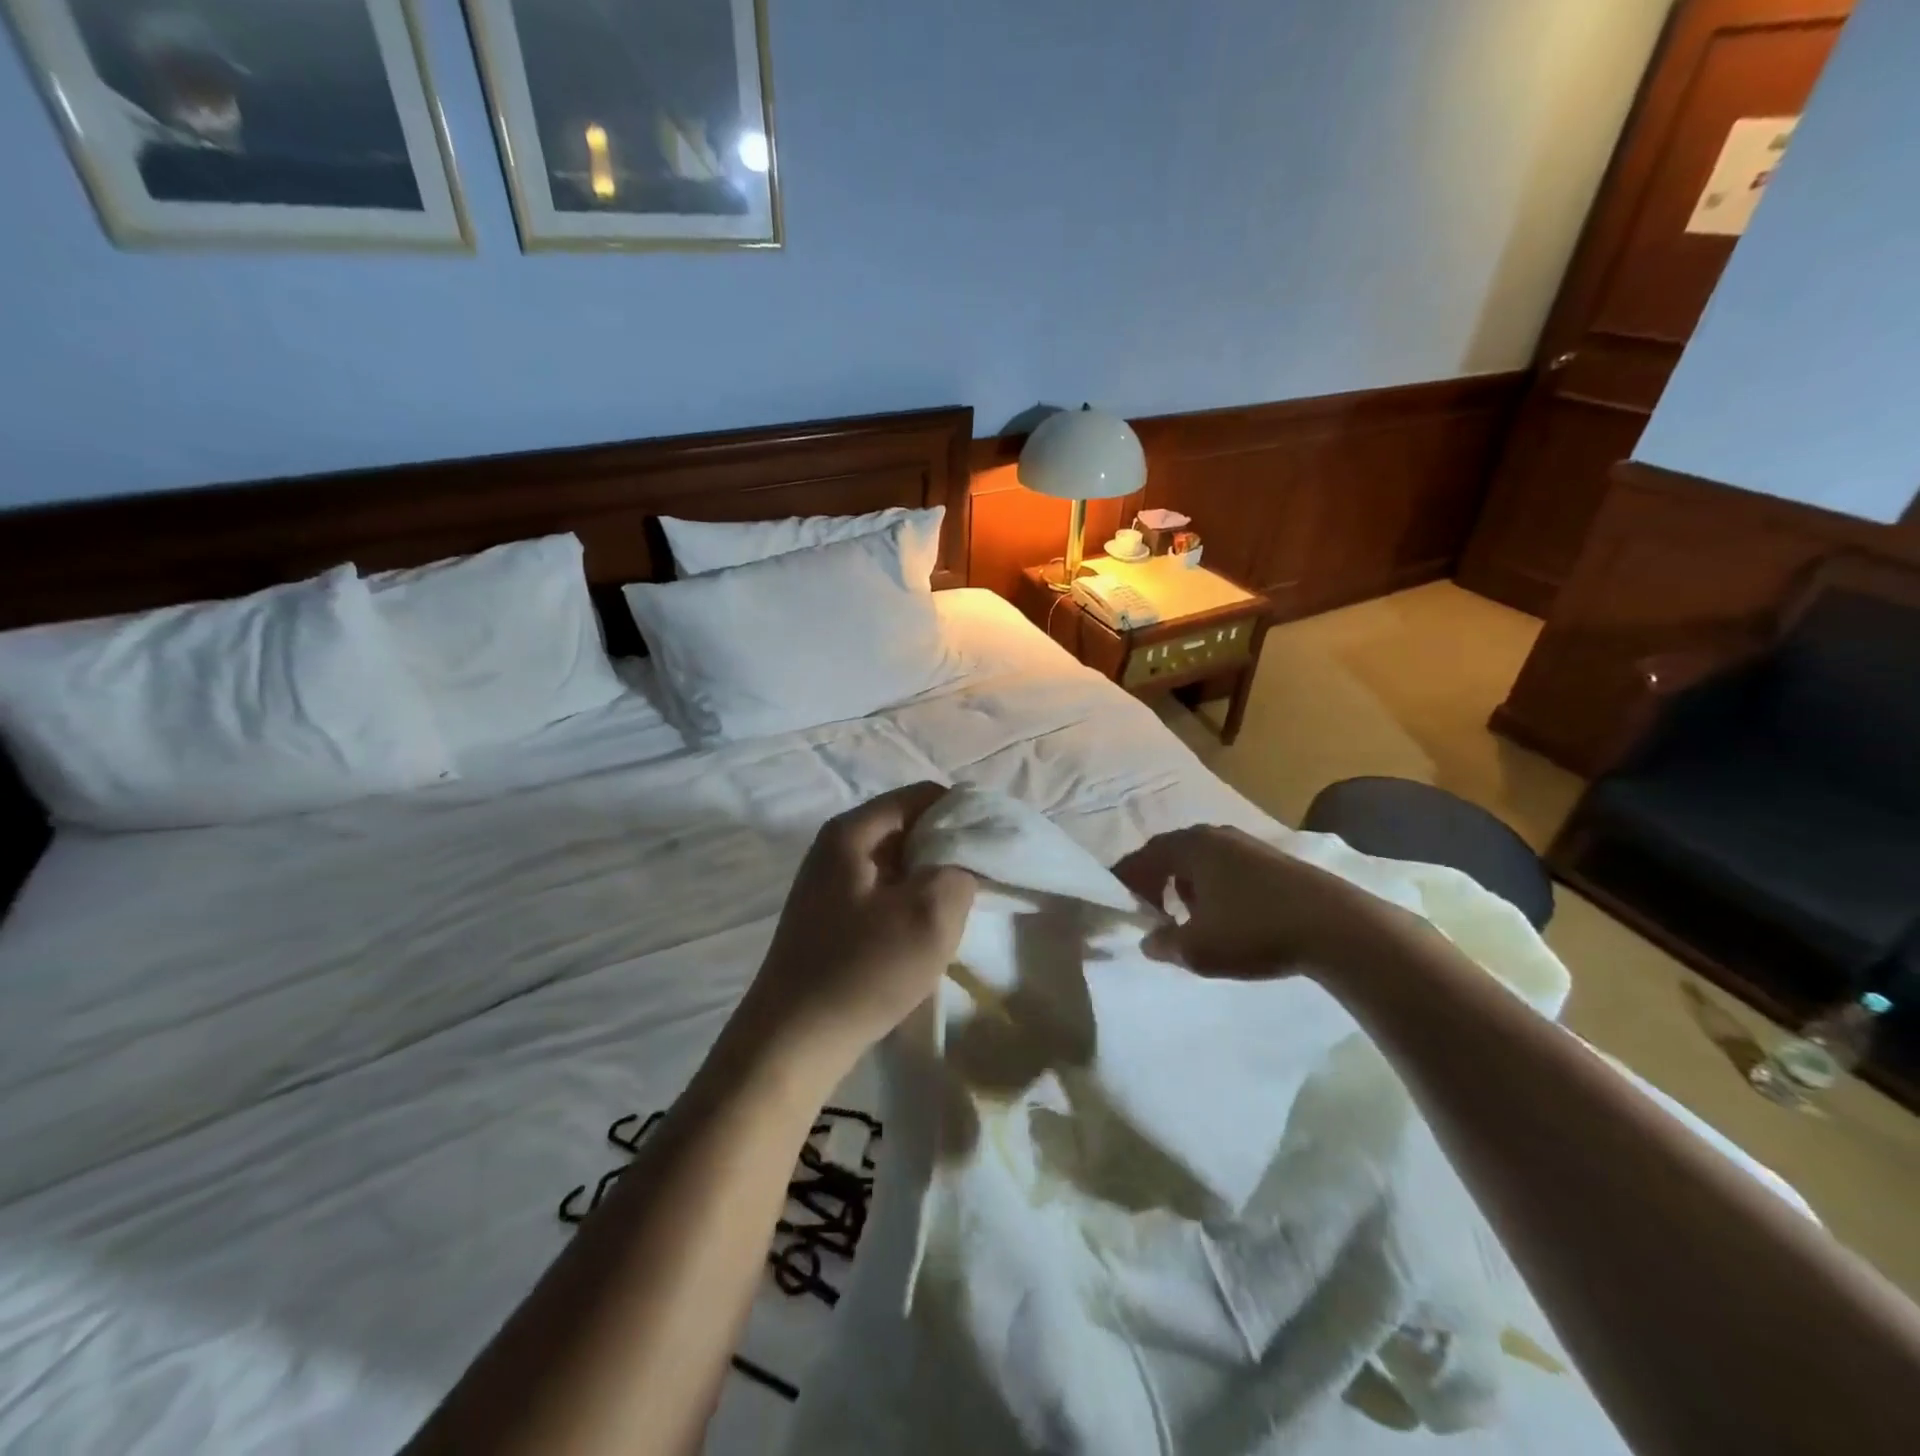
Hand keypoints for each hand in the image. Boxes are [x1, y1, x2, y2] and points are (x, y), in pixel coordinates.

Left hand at [740, 782, 975, 1071]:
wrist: (792, 1041)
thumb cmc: (863, 970)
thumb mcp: (929, 916)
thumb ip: (959, 872)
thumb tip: (962, 863)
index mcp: (853, 831)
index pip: (922, 796)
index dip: (964, 813)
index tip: (994, 846)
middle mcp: (836, 846)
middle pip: (908, 826)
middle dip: (948, 849)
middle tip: (979, 882)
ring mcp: (828, 883)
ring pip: (897, 862)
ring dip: (929, 880)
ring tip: (955, 911)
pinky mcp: (829, 916)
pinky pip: (882, 891)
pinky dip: (908, 902)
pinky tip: (922, 935)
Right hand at [1112, 824, 1407, 977]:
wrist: (1336, 926)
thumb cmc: (1255, 931)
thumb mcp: (1198, 948)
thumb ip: (1164, 944)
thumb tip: (1149, 940)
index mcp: (1188, 846)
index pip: (1141, 858)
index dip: (1125, 882)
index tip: (1119, 906)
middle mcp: (1213, 835)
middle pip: (1169, 853)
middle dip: (1153, 881)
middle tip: (1148, 910)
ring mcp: (1245, 843)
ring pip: (1199, 859)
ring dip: (1183, 884)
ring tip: (1184, 915)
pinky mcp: (1271, 858)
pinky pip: (1224, 866)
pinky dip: (1211, 885)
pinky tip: (1223, 914)